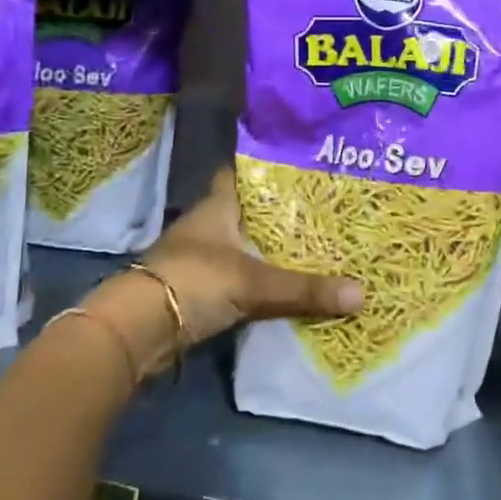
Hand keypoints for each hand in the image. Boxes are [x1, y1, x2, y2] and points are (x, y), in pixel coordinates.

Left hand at [76, 168, 362, 377]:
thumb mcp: (254, 283)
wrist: (137, 329)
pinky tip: (287, 286)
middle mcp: (207, 226)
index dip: (268, 169)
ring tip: (314, 248)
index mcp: (217, 207)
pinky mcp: (198, 289)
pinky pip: (238, 278)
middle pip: (248, 212)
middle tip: (324, 214)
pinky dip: (259, 280)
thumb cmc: (195, 282)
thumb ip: (305, 289)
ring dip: (269, 250)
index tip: (303, 170)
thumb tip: (363, 293)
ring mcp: (200, 258)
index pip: (242, 175)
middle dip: (280, 214)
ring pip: (243, 246)